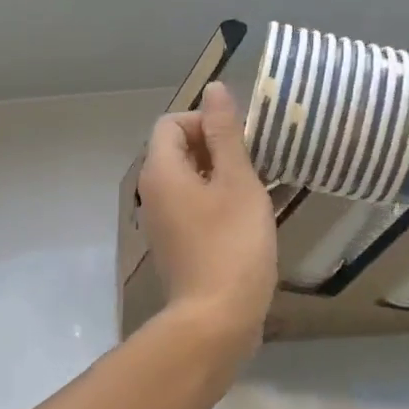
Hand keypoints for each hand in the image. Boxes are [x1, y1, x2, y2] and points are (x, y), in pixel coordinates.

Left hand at [139, 82, 277, 359]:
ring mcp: (161, 221)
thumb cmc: (232, 245)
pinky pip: (192, 206)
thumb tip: (213, 89)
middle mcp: (152, 192)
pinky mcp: (176, 244)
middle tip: (253, 165)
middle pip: (178, 149)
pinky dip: (216, 202)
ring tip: (256, 190)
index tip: (240, 142)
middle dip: (216, 148)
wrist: (217, 320)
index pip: (172, 122)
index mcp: (161, 171)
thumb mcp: (237, 181)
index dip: (205, 121)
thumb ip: (225, 133)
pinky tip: (246, 219)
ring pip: (188, 180)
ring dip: (220, 176)